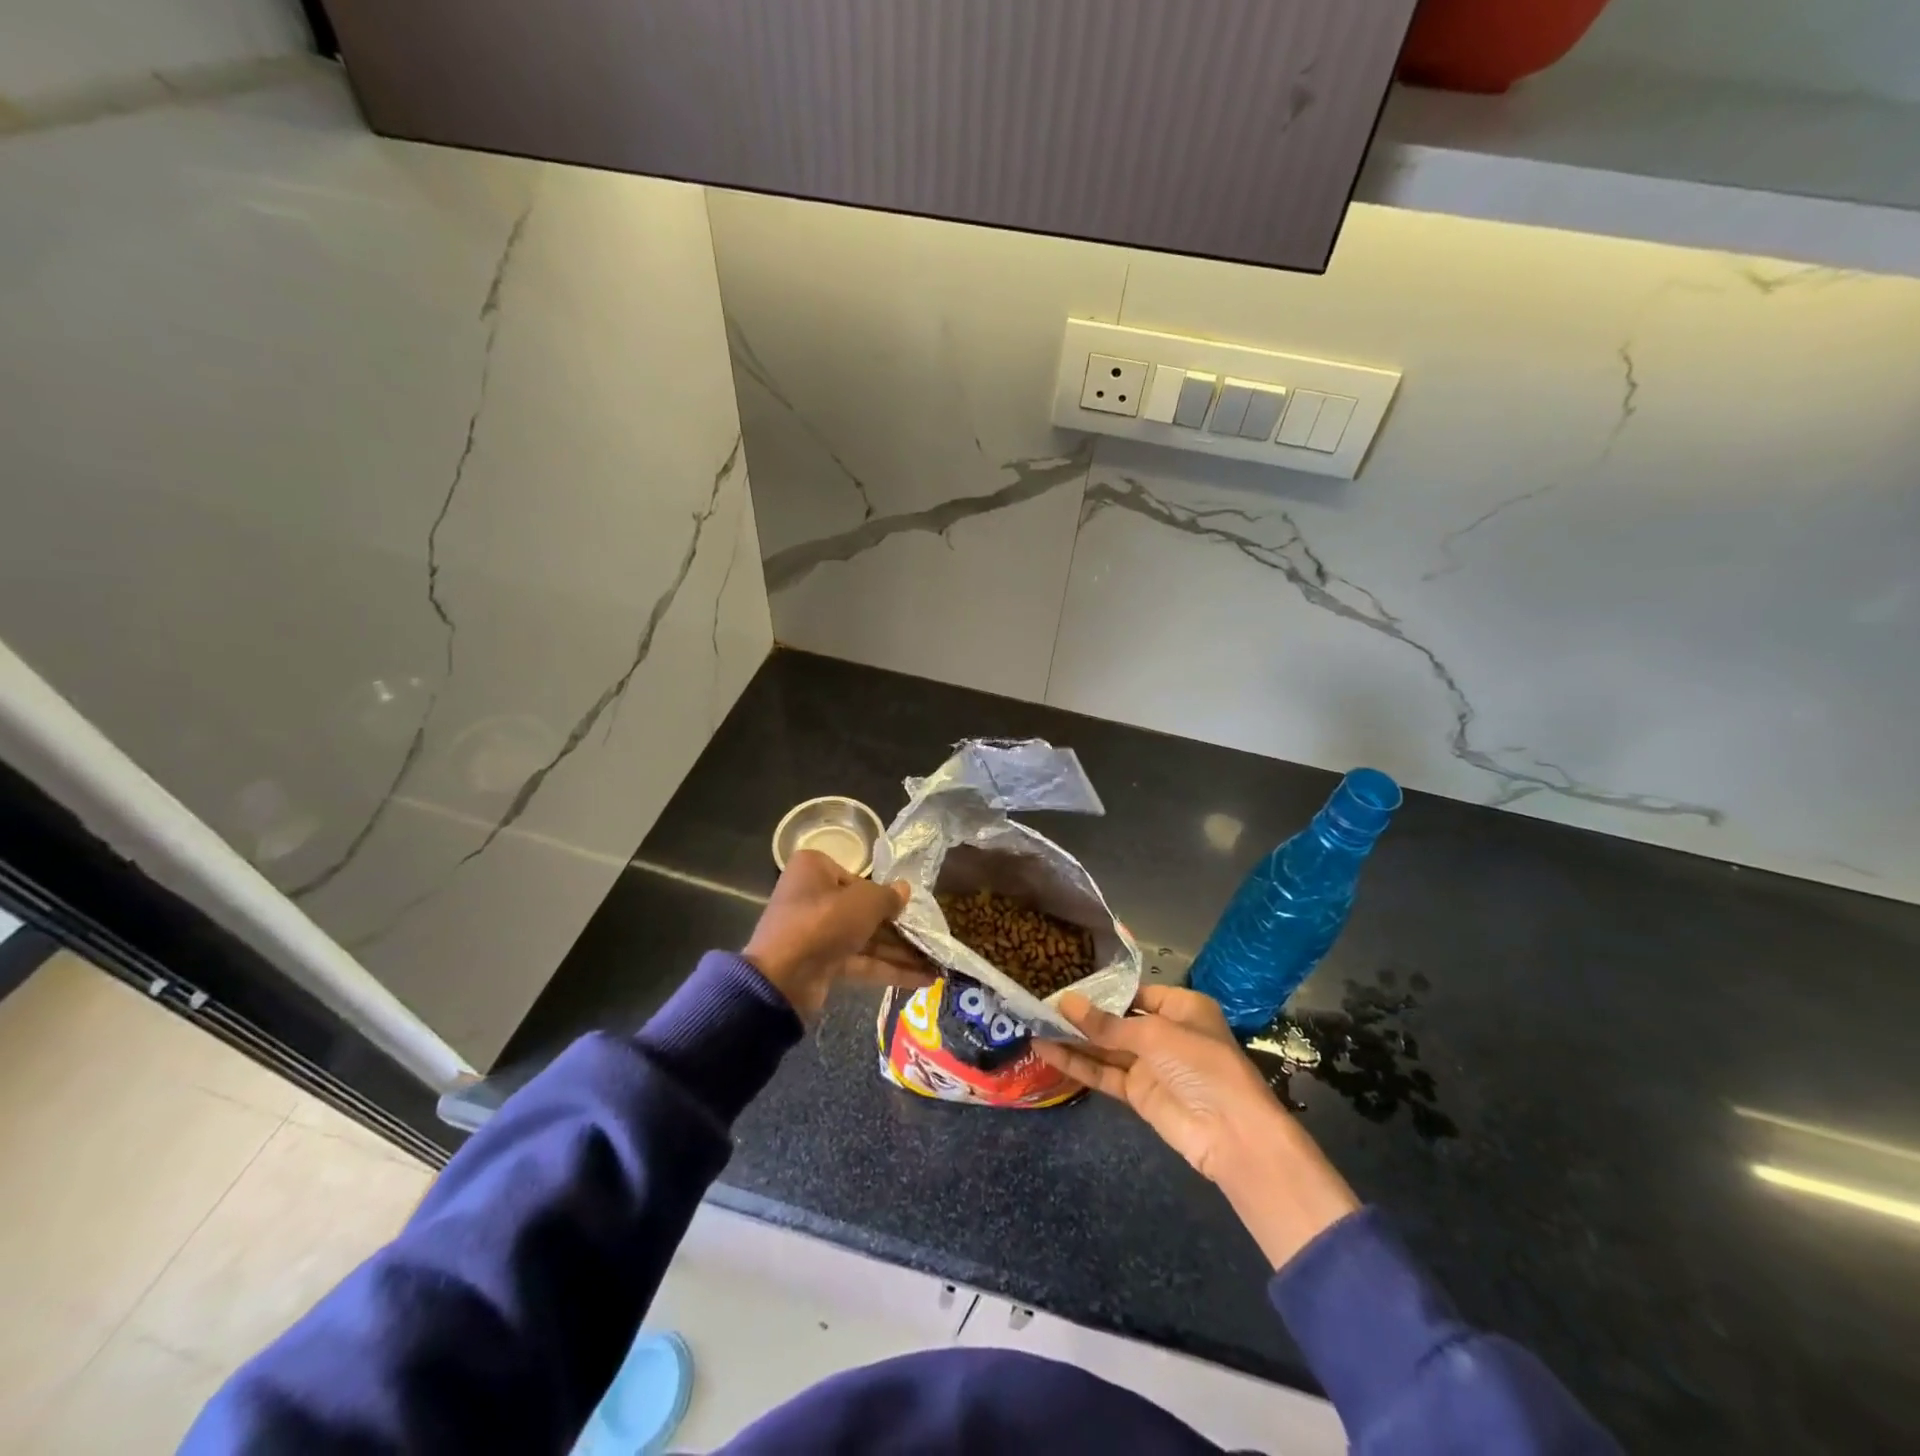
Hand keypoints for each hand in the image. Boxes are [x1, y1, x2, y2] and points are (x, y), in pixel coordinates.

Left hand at [743, 850, 932, 1020]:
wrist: (782, 979)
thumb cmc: (823, 922)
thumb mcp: (863, 902)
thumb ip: (888, 896)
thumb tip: (905, 889)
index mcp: (815, 870)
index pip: (858, 878)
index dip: (886, 894)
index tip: (911, 908)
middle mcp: (814, 897)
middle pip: (864, 911)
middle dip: (900, 929)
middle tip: (932, 938)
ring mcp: (818, 933)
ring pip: (866, 938)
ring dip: (901, 952)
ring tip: (938, 963)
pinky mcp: (824, 963)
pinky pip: (862, 961)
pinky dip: (890, 969)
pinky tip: (924, 980)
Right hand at [1032, 984, 1359, 1269]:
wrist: (1231, 1133)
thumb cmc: (1200, 1064)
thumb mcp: (1153, 1034)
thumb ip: (1107, 1023)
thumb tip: (1064, 1003)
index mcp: (1180, 1007)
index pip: (1135, 991)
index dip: (1102, 989)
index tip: (1065, 982)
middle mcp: (1164, 1031)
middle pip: (1117, 1019)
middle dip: (1083, 1013)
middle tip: (1041, 1001)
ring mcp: (1150, 1064)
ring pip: (1105, 1046)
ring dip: (1074, 1038)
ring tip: (1035, 1023)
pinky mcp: (1138, 1092)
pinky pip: (1103, 1072)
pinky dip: (1077, 1063)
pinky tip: (1047, 1051)